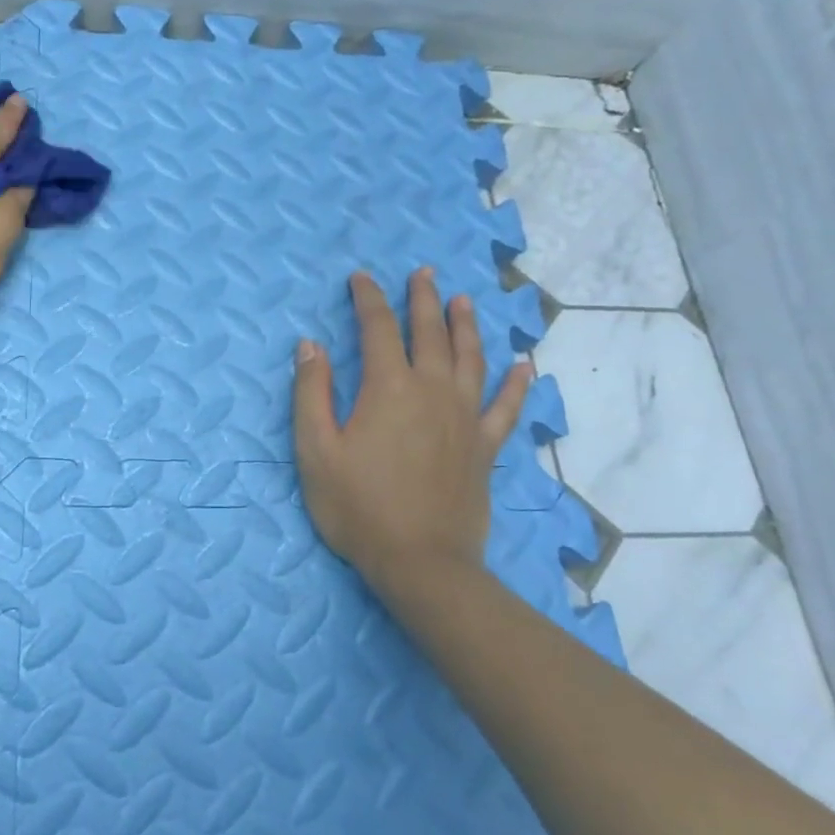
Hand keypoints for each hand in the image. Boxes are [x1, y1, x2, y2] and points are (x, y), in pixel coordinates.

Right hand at [293, 269, 530, 598]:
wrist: (420, 561)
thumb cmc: (358, 506)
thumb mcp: (315, 450)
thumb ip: (311, 393)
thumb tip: (309, 345)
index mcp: (388, 388)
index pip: (377, 328)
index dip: (367, 299)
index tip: (360, 278)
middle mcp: (432, 391)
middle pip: (430, 332)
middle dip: (422, 299)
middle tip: (422, 273)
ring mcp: (465, 417)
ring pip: (470, 358)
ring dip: (466, 326)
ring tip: (464, 300)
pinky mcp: (485, 447)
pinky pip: (507, 407)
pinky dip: (517, 385)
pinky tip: (525, 367)